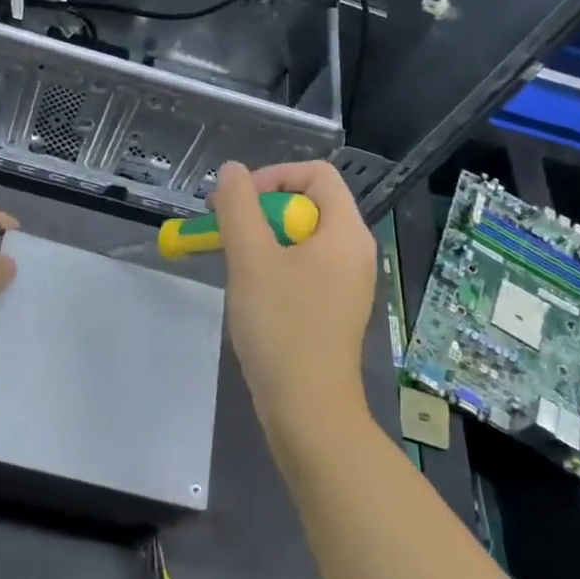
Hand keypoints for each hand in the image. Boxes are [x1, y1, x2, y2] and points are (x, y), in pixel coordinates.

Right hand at [212, 161, 375, 442]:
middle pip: (308, 204)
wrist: (307, 408)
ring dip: (262, 238)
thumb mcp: (251, 259)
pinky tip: (251, 288)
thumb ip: (238, 207)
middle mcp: (355, 251)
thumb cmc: (281, 326)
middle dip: (261, 209)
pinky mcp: (334, 307)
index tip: (236, 202)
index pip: (317, 174)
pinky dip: (275, 264)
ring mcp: (347, 282)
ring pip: (301, 238)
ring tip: (233, 260)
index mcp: (346, 232)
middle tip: (224, 229)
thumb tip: (232, 170)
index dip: (273, 176)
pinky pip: (304, 266)